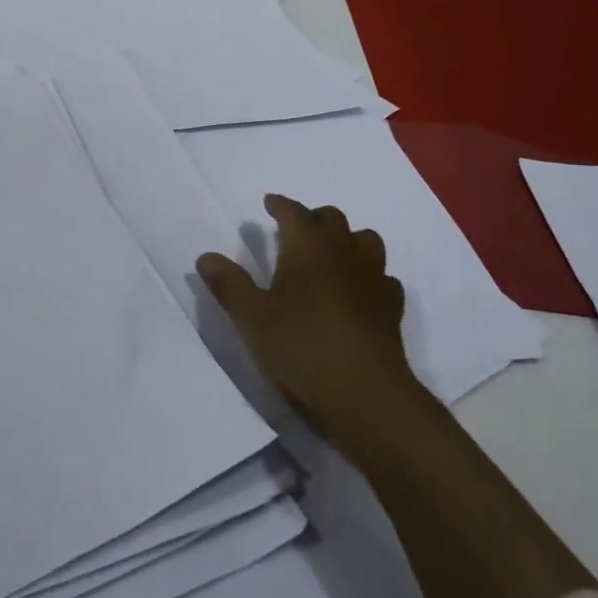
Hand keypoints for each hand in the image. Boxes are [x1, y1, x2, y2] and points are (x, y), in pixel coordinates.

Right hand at [197, 195, 424, 446]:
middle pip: (333, 219)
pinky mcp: (391, 307)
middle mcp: (343, 252)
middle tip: (296, 230)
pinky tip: (359, 292)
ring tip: (331, 255)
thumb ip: (229, 284)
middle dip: (313, 218)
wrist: (365, 393)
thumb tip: (206, 257)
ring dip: (347, 240)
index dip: (280, 205)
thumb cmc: (302, 347)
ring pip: (366, 241)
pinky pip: (383, 278)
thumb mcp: (252, 318)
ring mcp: (373, 278)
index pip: (294, 212)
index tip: (269, 203)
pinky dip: (369, 276)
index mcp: (308, 247)